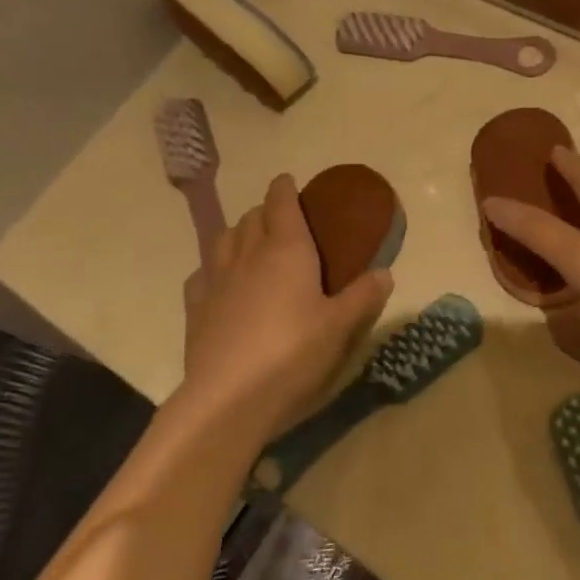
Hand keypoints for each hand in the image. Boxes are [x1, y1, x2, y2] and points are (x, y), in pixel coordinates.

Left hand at [181, 174, 392, 439]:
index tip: (288, 181)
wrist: (229, 399)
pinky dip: (214, 267)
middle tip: (281, 218)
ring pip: (223, 239)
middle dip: (265, 210)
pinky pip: (202, 274)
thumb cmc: (293, 353)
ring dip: (238, 232)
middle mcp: (248, 256)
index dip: (285, 188)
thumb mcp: (341, 326)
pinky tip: (221, 282)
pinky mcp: (195, 310)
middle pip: (251, 218)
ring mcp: (216, 281)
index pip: (281, 203)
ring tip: (250, 242)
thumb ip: (364, 296)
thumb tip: (384, 272)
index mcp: (287, 250)